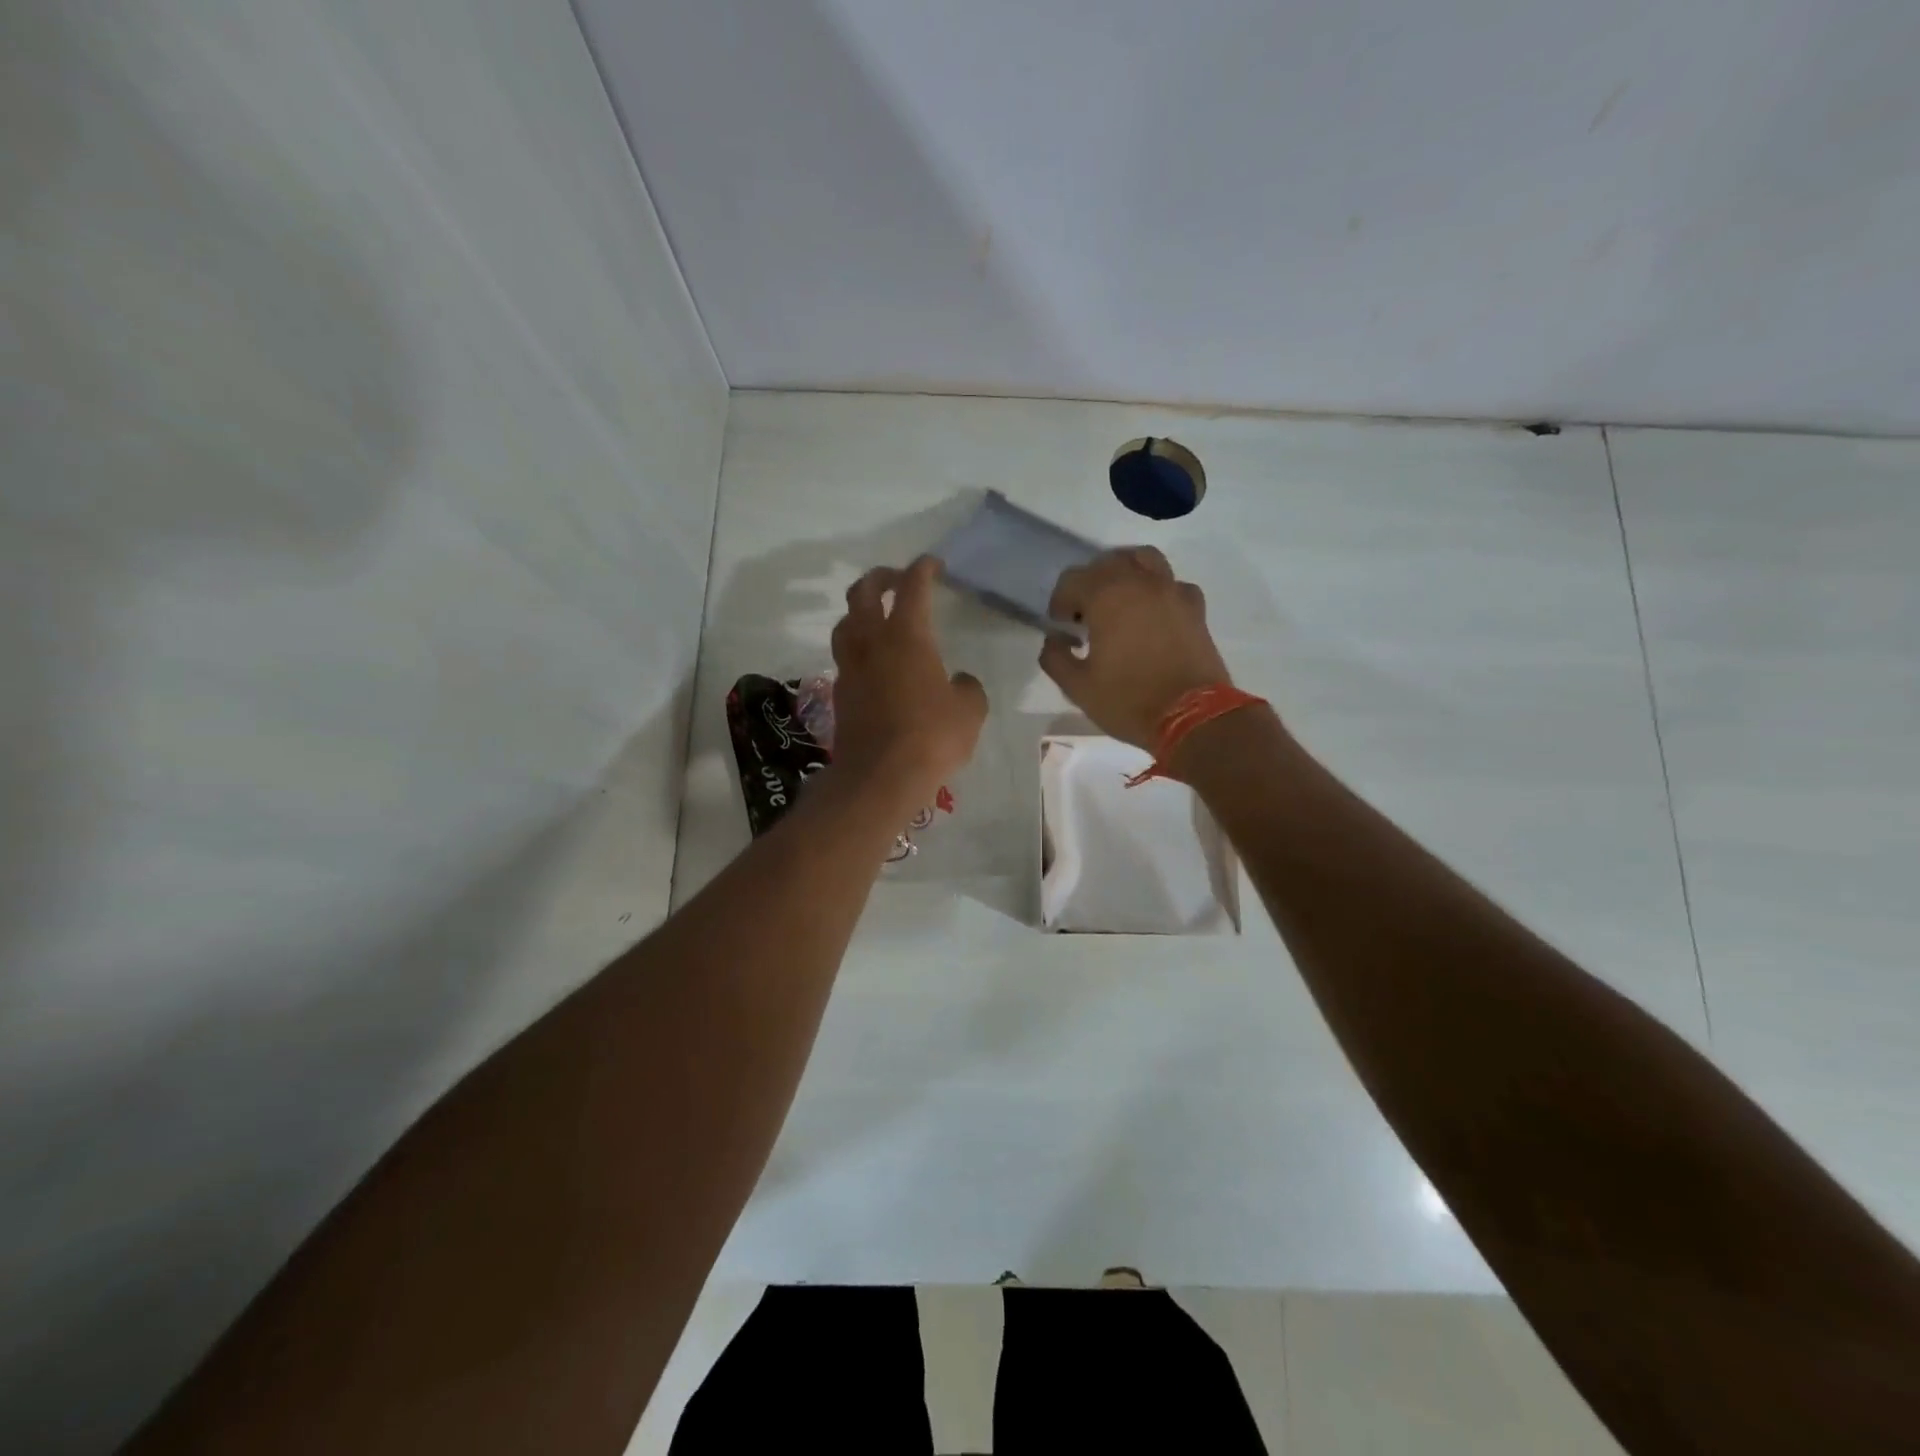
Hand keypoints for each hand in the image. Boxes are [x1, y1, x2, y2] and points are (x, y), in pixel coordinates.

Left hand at [829, 556, 988, 800]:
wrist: (879, 777)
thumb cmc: (931, 737)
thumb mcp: (969, 711)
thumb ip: (967, 688)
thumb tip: (959, 682)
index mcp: (907, 637)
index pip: (913, 588)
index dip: (923, 569)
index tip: (933, 564)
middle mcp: (872, 643)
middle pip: (864, 593)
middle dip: (880, 578)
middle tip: (896, 579)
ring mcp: (851, 668)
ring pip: (846, 623)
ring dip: (859, 611)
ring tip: (876, 616)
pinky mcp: (840, 693)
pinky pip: (845, 657)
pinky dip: (857, 647)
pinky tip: (873, 662)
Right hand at [1039, 547, 1232, 749]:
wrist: (1193, 718)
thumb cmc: (1129, 701)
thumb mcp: (1078, 687)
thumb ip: (1056, 658)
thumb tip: (1055, 640)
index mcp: (1106, 597)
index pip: (1072, 580)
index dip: (1060, 602)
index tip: (1061, 627)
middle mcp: (1140, 583)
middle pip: (1107, 563)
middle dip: (1090, 584)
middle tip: (1086, 615)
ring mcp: (1172, 591)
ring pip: (1143, 560)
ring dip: (1125, 573)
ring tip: (1119, 601)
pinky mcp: (1195, 608)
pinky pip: (1172, 584)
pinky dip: (1158, 590)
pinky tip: (1153, 614)